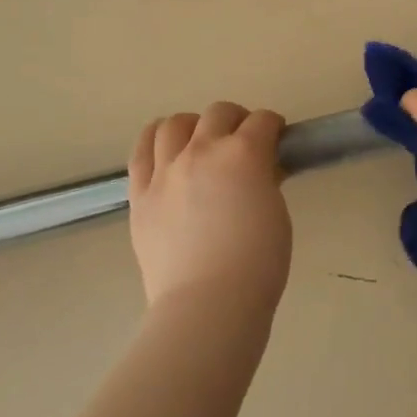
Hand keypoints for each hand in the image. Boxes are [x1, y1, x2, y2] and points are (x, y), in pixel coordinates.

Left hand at [128, 102, 292, 314]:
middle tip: (243, 140)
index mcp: (243, 154)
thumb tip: (259, 170)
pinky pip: (141, 151)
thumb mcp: (276, 213)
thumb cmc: (257, 264)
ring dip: (194, 125)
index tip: (276, 139)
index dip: (273, 127)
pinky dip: (154, 140)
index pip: (262, 121)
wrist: (208, 303)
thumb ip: (266, 182)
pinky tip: (163, 146)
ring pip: (175, 124)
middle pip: (219, 113)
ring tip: (199, 140)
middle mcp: (202, 151)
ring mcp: (166, 171)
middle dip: (236, 120)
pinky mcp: (140, 193)